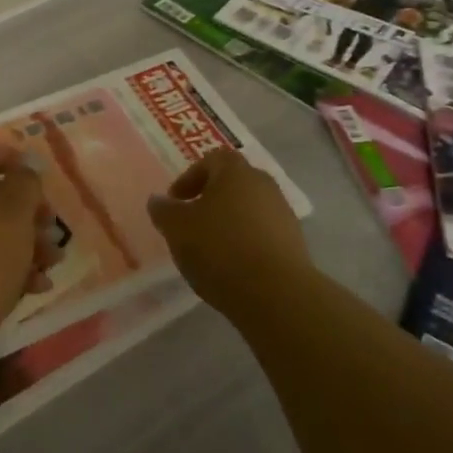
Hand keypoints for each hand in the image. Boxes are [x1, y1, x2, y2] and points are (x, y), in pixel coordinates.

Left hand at [0, 133, 60, 368]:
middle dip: (23, 207)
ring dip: (21, 240)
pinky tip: (34, 287)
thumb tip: (25, 169)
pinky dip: (3, 267)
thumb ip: (26, 183)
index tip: (31, 175)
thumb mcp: (14, 212)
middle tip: (50, 225)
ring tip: (53, 262)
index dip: (2, 153)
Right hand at [147, 148, 311, 319]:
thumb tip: (158, 201)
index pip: (212, 159)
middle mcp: (263, 184)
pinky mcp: (294, 242)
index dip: (190, 177)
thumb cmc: (220, 249)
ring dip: (229, 222)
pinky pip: (263, 233)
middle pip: (233, 183)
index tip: (176, 201)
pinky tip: (233, 266)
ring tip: (210, 249)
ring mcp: (283, 213)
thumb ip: (164, 211)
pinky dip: (246, 242)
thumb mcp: (177, 228)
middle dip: (210, 198)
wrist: (277, 293)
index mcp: (235, 171)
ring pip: (249, 208)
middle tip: (191, 222)